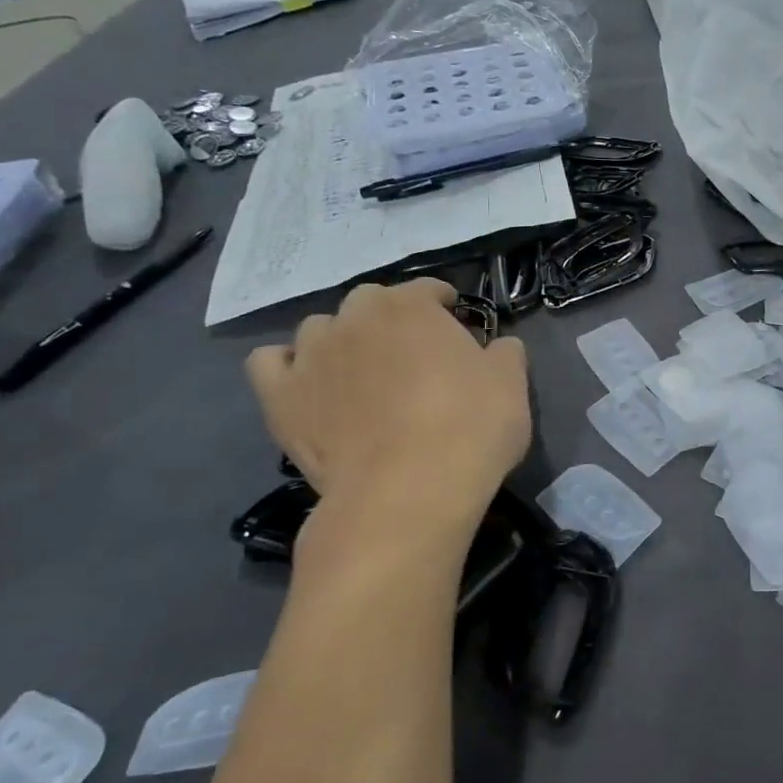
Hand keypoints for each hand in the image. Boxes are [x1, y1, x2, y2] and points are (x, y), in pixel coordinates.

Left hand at [247, 280, 530, 527]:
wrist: (407, 493)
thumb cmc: (469, 430)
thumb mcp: (512, 386)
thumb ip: (505, 352)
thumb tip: (498, 346)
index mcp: (412, 307)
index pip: (429, 289)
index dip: (445, 305)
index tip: (458, 326)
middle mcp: (355, 318)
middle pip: (371, 302)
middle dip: (391, 319)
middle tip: (413, 355)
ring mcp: (311, 355)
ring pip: (320, 329)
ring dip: (341, 340)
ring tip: (360, 374)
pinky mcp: (280, 397)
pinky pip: (270, 362)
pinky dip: (289, 367)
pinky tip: (309, 385)